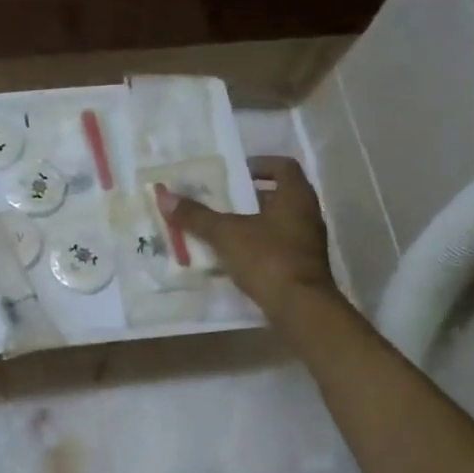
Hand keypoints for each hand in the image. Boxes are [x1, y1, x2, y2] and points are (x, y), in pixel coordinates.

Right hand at [159, 155, 340, 323]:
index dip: (258, 164)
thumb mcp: (226, 234)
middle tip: (219, 200)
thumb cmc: (267, 259)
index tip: (234, 171)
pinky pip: (277, 246)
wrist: (300, 308)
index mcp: (296, 197)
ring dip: (251, 222)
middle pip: (277, 195)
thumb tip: (165, 196)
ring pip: (276, 223)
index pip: (282, 166)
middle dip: (248, 196)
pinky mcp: (302, 266)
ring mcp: (308, 242)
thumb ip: (197, 216)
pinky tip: (234, 257)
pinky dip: (256, 246)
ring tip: (220, 229)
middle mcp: (307, 214)